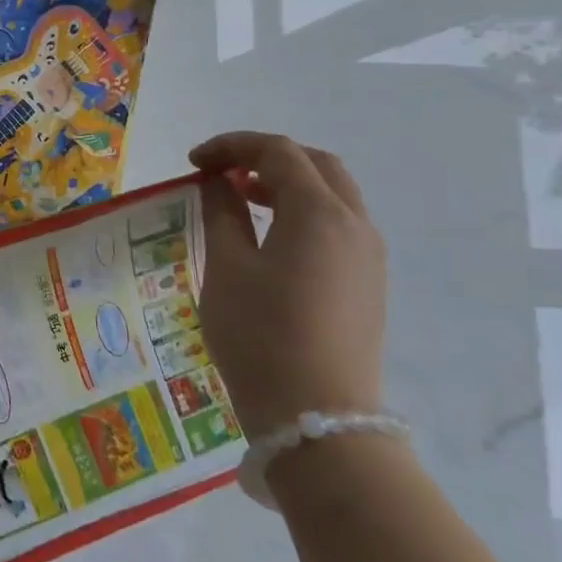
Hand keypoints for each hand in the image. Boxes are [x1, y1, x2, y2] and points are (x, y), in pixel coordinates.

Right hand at [189, 132, 385, 438]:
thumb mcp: (226, 267)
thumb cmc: (259, 335)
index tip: (193, 162)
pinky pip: (338, 224)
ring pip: (332, 194)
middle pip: (315, 164)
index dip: (231, 146)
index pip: (277, 152)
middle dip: (265, 157)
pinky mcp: (368, 282)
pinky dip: (303, 211)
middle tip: (221, 172)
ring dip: (287, 183)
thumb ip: (222, 213)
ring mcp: (368, 255)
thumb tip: (218, 183)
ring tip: (241, 198)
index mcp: (318, 213)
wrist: (316, 415)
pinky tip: (270, 236)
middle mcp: (355, 224)